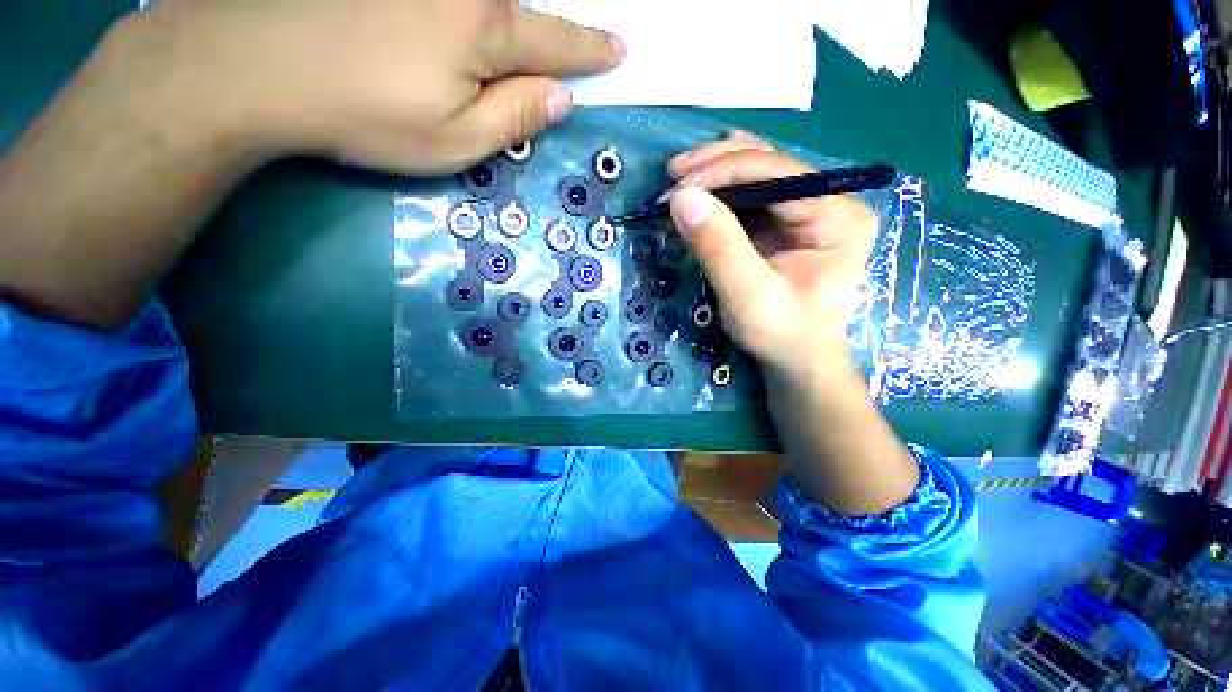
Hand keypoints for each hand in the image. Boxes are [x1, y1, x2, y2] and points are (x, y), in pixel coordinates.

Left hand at [1, 0, 621, 328]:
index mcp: (488, 31)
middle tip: (573, 45)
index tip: (618, 50)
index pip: (560, 42)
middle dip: (552, 31)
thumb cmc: (366, 115)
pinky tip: (479, 22)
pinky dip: (478, 9)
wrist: (255, 66)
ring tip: (525, 43)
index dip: (592, 50)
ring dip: (514, 16)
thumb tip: (560, 97)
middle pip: (527, 9)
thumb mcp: (456, 141)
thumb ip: (515, 118)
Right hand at [666, 132, 877, 379]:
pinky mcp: (785, 223)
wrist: (796, 361)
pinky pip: (749, 196)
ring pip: (755, 174)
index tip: (674, 188)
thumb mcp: (748, 297)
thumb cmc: (781, 335)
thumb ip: (718, 248)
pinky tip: (695, 194)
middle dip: (714, 167)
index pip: (775, 173)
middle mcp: (828, 201)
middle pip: (766, 165)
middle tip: (670, 177)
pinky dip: (718, 194)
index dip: (721, 172)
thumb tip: (681, 197)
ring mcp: (807, 210)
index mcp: (837, 215)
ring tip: (676, 184)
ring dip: (712, 176)